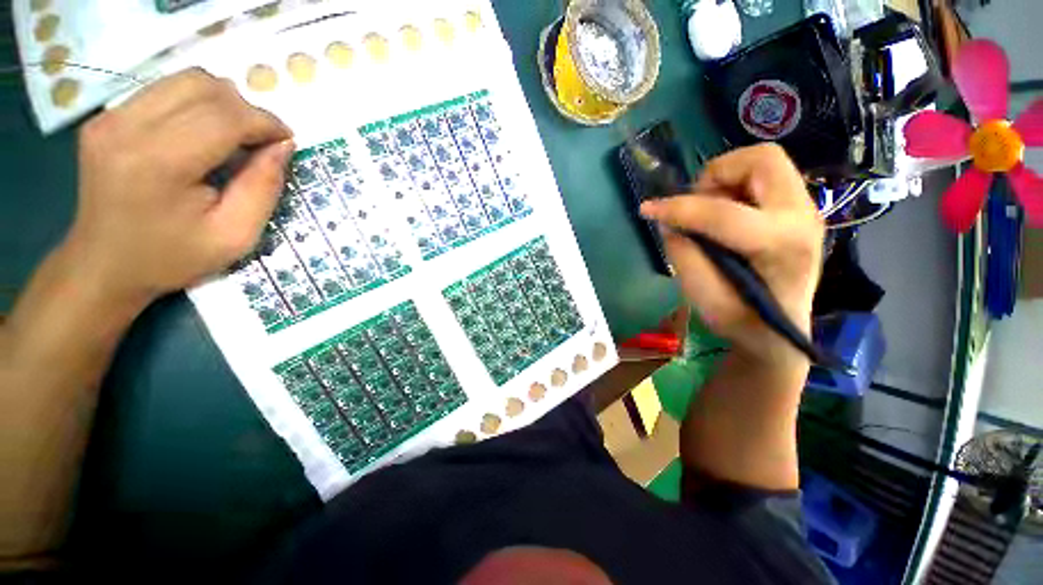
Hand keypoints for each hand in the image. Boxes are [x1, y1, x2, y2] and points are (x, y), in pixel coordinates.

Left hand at [65, 68, 293, 308]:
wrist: (104, 265)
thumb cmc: (173, 257)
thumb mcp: (235, 235)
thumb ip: (263, 188)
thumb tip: (283, 146)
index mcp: (159, 164)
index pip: (224, 117)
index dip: (265, 122)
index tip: (286, 141)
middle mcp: (127, 128)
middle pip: (204, 87)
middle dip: (246, 110)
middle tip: (260, 142)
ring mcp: (110, 118)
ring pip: (185, 80)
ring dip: (223, 102)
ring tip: (235, 136)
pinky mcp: (105, 117)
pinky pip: (165, 90)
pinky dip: (197, 105)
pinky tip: (203, 134)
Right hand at [640, 144, 823, 366]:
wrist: (778, 333)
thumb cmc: (741, 320)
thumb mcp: (702, 296)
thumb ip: (683, 253)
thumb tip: (670, 222)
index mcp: (780, 246)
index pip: (722, 213)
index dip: (677, 208)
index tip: (648, 209)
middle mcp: (802, 217)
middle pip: (762, 159)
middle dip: (716, 174)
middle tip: (694, 203)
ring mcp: (805, 209)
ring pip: (765, 161)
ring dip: (726, 179)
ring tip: (708, 211)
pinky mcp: (798, 209)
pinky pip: (765, 177)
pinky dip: (736, 186)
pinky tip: (723, 214)